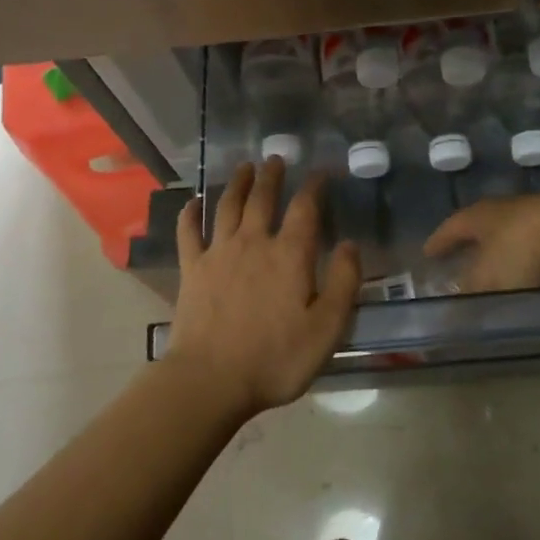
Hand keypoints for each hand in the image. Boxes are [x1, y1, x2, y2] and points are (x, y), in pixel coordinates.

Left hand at [163, 159, 363, 421]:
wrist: (211, 380)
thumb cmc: (275, 358)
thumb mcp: (326, 328)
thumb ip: (343, 283)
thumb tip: (350, 244)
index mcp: (290, 255)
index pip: (305, 209)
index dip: (314, 187)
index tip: (319, 173)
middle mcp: (254, 243)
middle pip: (263, 199)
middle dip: (271, 176)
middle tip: (275, 159)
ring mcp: (219, 253)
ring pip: (228, 206)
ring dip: (237, 184)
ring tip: (244, 167)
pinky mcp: (192, 269)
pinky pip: (189, 232)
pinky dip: (190, 213)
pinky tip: (193, 202)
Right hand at [424, 193, 539, 293]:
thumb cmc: (524, 251)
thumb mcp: (489, 277)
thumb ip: (469, 290)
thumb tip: (450, 305)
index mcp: (483, 215)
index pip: (454, 225)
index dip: (441, 240)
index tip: (429, 252)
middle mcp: (509, 207)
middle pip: (485, 221)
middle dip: (474, 238)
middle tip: (464, 252)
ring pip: (516, 227)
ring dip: (506, 244)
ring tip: (502, 261)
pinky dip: (535, 251)